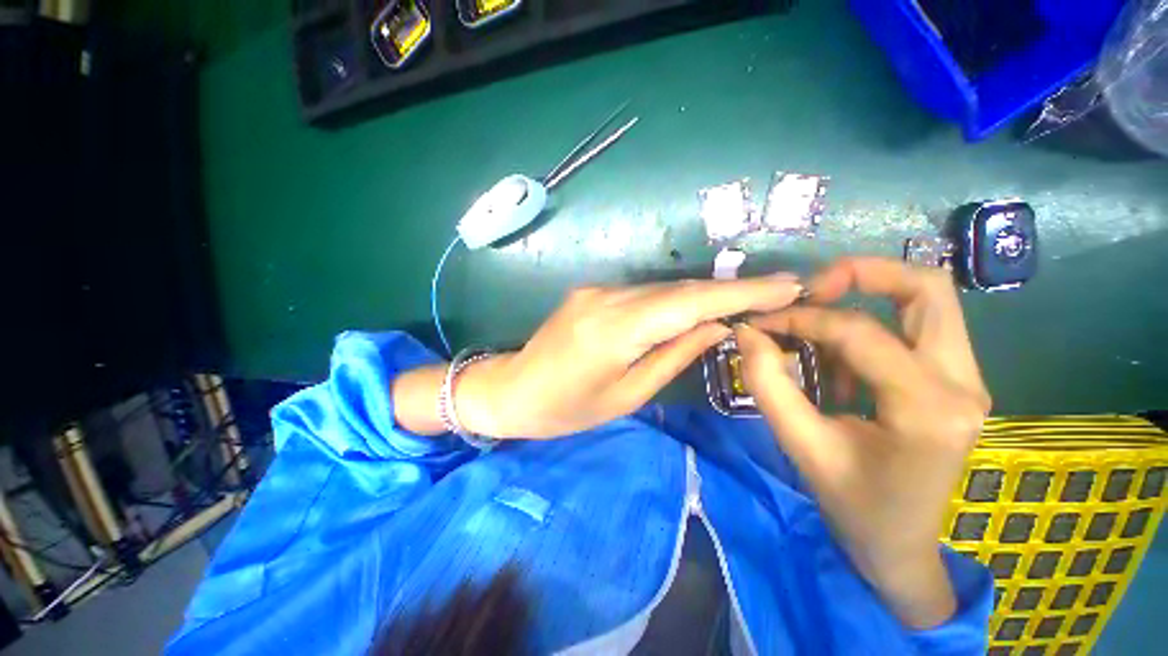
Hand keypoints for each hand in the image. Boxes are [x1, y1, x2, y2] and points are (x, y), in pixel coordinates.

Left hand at [457, 275, 802, 438]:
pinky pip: (643, 292)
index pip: (689, 303)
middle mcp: (607, 298)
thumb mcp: (627, 396)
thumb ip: (673, 356)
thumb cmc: (567, 409)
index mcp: (614, 330)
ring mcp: (597, 290)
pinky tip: (694, 307)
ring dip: (703, 294)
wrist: (513, 389)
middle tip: (778, 290)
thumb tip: (717, 328)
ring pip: (663, 288)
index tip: (786, 285)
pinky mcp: (592, 291)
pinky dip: (674, 299)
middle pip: (679, 289)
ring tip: (746, 300)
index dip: (740, 292)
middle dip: (730, 289)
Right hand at [732, 258, 990, 628]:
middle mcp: (963, 384)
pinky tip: (839, 367)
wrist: (900, 545)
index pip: (859, 331)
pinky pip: (915, 329)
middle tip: (810, 290)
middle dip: (861, 274)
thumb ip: (768, 383)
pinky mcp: (955, 383)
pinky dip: (869, 330)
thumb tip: (746, 332)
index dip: (801, 318)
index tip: (761, 322)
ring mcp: (967, 381)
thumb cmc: (853, 504)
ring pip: (926, 302)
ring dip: (865, 301)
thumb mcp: (801, 444)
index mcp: (927, 407)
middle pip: (926, 288)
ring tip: (816, 331)